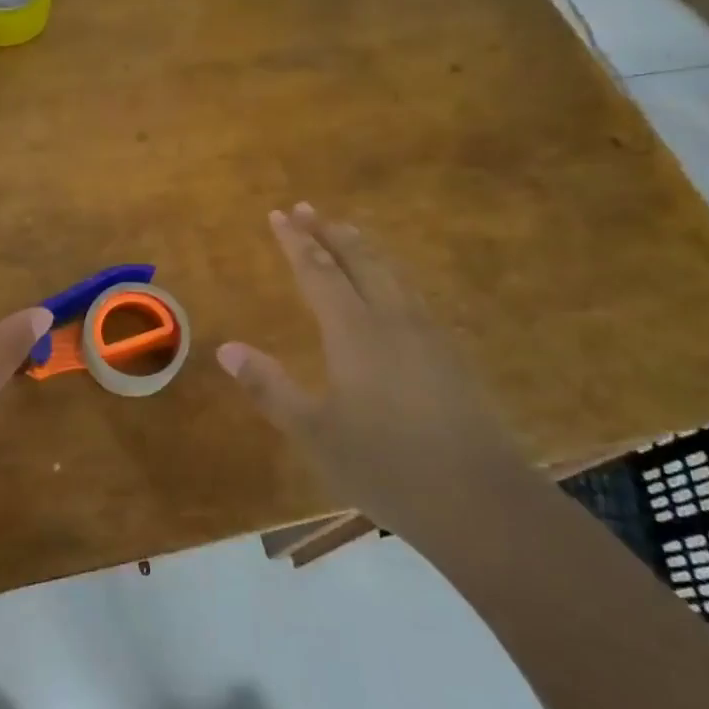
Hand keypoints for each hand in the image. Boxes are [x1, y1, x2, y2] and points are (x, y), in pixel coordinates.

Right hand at [216, 203, 518, 527]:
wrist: (481, 500)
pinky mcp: (451, 353)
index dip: (295, 241)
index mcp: (354, 331)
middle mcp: (392, 318)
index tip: (277, 214)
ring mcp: (428, 333)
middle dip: (328, 231)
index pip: (317, 271)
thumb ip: (270, 387)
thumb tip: (227, 349)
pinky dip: (391, 273)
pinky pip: (413, 292)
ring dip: (363, 246)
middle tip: (306, 208)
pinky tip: (394, 285)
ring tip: (346, 229)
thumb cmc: (386, 466)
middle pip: (358, 259)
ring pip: (391, 272)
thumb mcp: (314, 432)